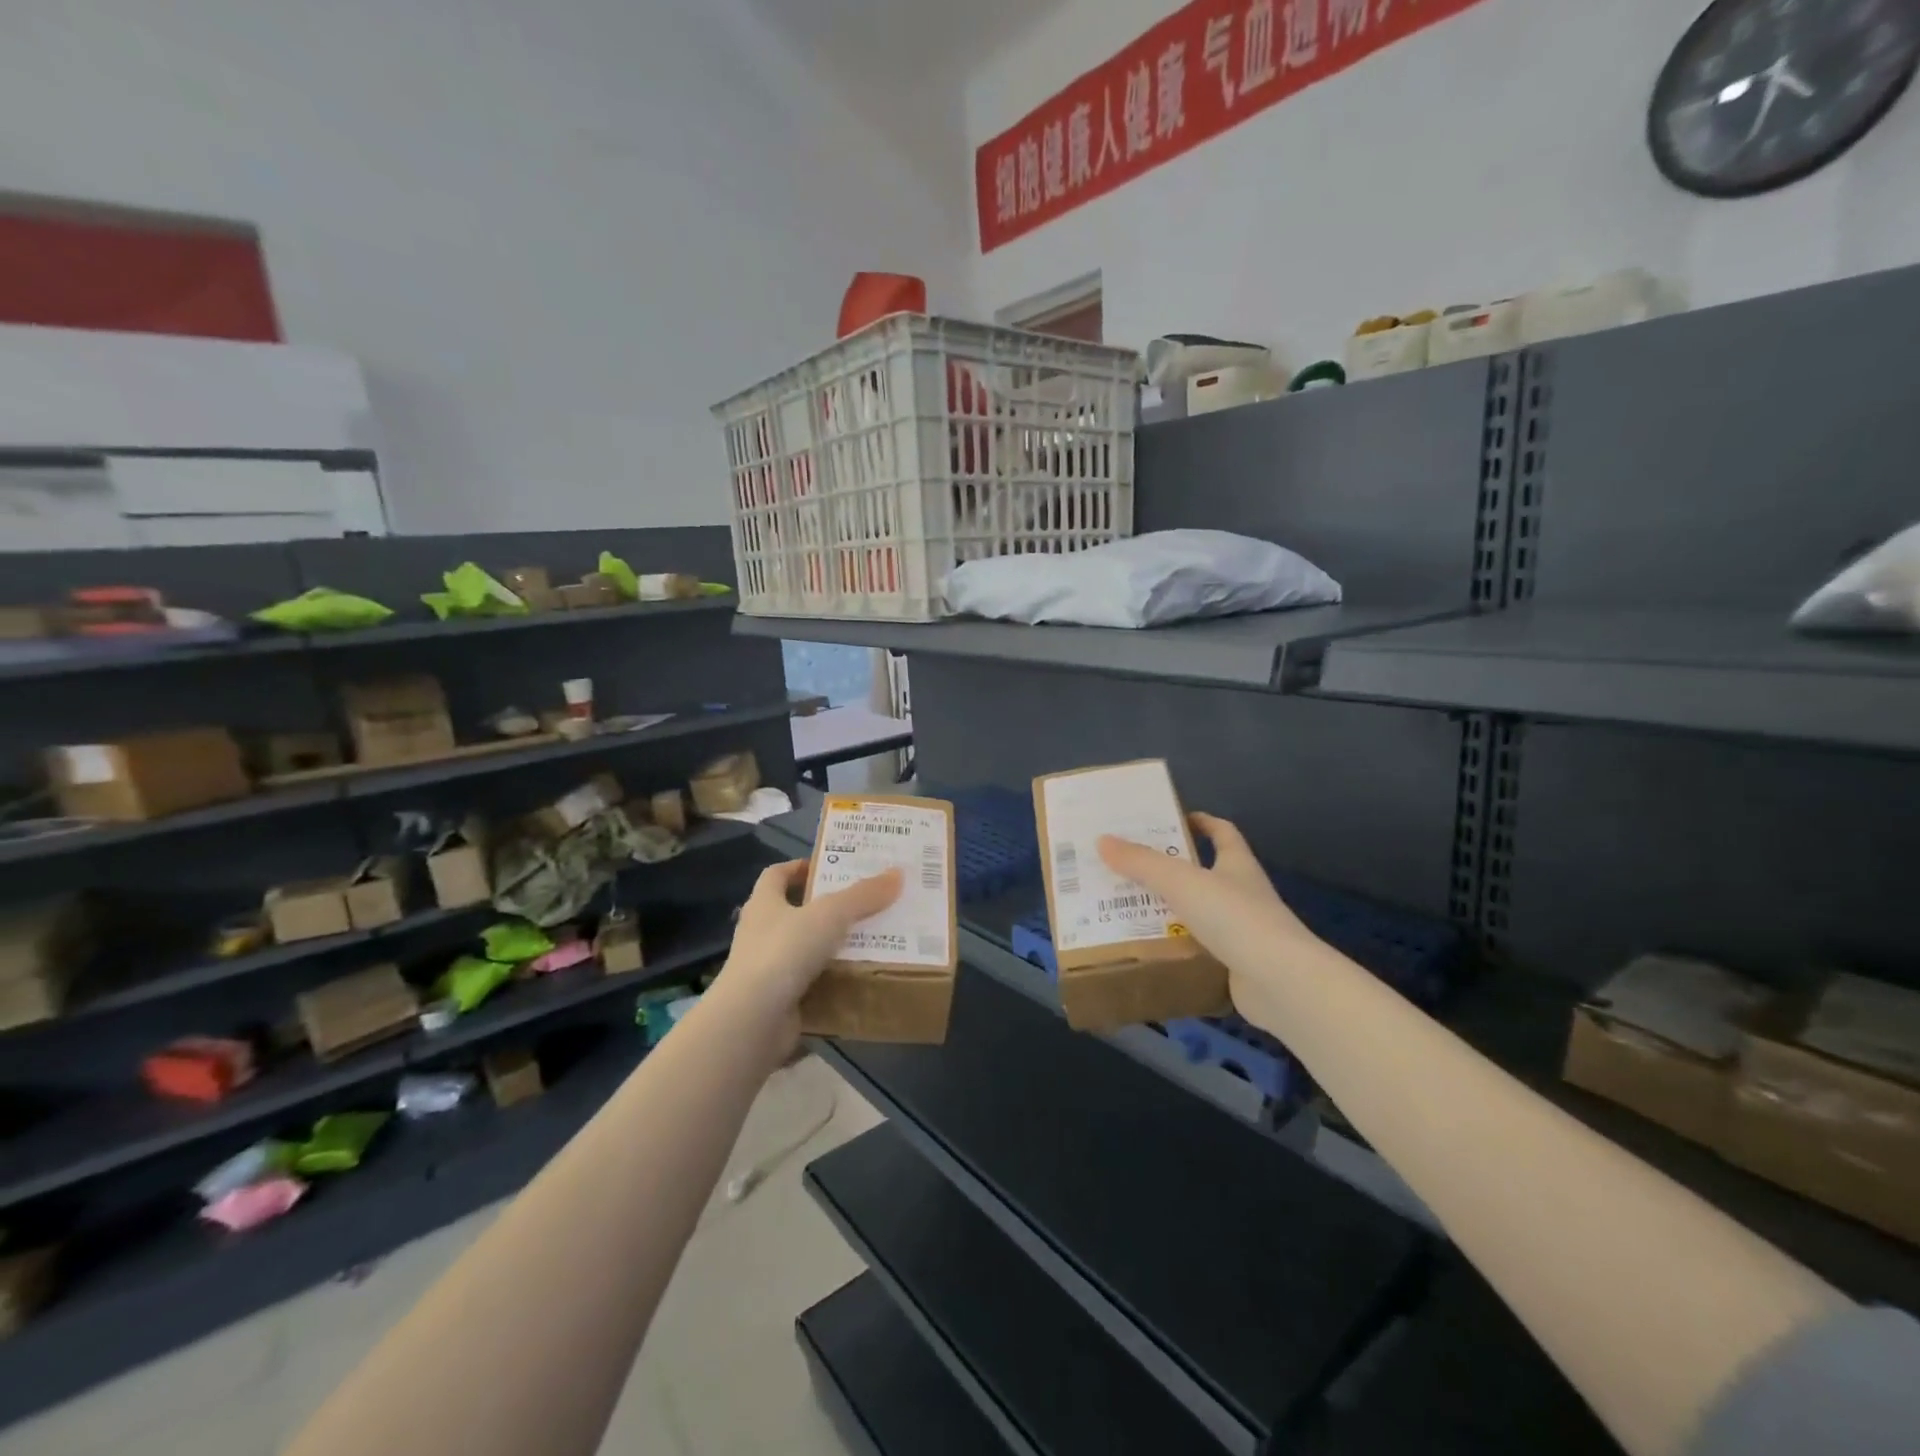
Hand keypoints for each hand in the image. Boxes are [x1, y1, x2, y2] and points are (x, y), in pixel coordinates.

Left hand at [710, 859, 902, 1053]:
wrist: (753, 1021)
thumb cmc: (784, 952)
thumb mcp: (831, 915)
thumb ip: (863, 895)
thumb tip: (897, 873)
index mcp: (764, 904)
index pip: (776, 875)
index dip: (800, 867)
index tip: (830, 866)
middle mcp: (761, 933)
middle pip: (794, 912)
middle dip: (827, 908)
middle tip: (866, 903)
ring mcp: (767, 970)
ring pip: (805, 950)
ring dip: (833, 946)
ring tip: (873, 940)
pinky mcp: (778, 1001)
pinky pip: (812, 985)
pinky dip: (833, 982)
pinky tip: (861, 979)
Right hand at [1097, 814, 1317, 1008]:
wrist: (1281, 982)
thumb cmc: (1234, 917)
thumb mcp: (1181, 882)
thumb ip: (1141, 863)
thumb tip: (1103, 840)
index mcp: (1237, 865)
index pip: (1222, 832)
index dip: (1201, 822)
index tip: (1170, 820)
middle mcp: (1243, 893)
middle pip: (1205, 873)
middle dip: (1170, 870)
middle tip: (1129, 867)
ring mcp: (1242, 932)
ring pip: (1199, 914)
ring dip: (1169, 911)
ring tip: (1127, 908)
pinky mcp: (1237, 965)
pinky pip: (1199, 950)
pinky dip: (1177, 948)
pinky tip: (1149, 949)